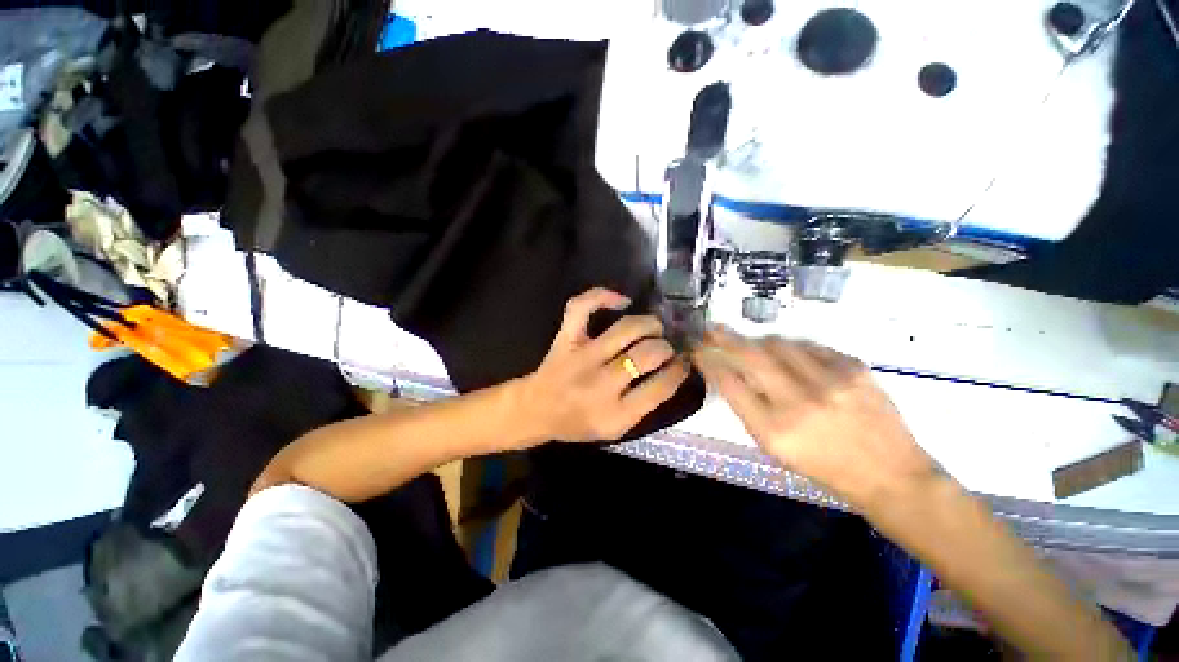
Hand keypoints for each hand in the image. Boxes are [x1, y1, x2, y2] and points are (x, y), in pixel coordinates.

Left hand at [520, 288, 689, 441]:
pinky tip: (622, 301)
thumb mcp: (616, 429)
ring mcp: (581, 357)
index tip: (683, 362)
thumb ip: (644, 404)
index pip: (661, 387)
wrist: (537, 409)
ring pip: (626, 329)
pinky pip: (582, 307)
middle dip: (665, 347)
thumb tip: (673, 369)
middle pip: (646, 354)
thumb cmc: (578, 422)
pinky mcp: (565, 338)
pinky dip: (603, 296)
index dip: (679, 371)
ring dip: (649, 324)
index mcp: (615, 415)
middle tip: (666, 347)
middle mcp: (599, 384)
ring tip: (654, 328)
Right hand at [692, 327, 939, 511]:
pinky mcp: (855, 369)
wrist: (891, 475)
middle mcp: (799, 402)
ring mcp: (830, 382)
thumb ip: (750, 410)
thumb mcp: (776, 449)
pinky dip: (795, 348)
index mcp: (774, 430)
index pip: (729, 384)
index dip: (709, 362)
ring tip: (757, 346)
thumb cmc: (824, 468)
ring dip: (761, 342)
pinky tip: (794, 357)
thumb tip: (732, 374)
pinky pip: (811, 346)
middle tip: (712, 329)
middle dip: (725, 338)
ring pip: (779, 344)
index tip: (699, 351)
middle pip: (751, 356)